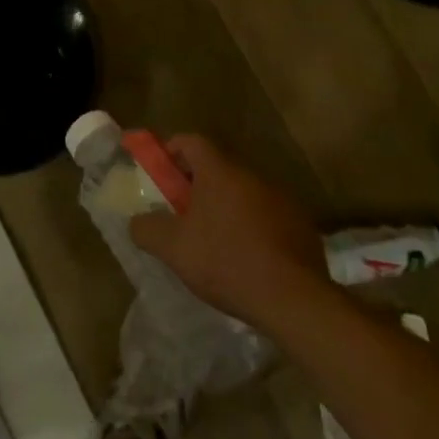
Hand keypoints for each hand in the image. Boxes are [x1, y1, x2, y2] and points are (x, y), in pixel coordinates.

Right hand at [130, 135, 326, 329]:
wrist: (293, 298)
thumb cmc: (226, 262)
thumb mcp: (174, 249)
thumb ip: (147, 229)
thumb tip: (137, 222)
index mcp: (219, 171)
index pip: (191, 140)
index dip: (172, 149)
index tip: (160, 170)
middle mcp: (251, 175)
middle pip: (218, 167)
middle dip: (197, 184)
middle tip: (182, 210)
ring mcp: (281, 199)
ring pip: (243, 192)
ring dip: (226, 206)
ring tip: (214, 239)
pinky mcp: (301, 225)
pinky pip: (267, 216)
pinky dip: (252, 227)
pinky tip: (246, 258)